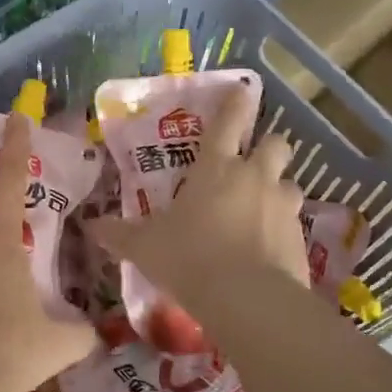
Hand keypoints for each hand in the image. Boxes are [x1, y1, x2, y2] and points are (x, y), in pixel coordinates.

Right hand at [90, 83, 307, 297]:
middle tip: (251, 163)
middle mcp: (254, 177)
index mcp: (215, 168)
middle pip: (275, 144)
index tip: (243, 91)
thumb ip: (120, 234)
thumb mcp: (145, 247)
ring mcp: (282, 206)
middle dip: (267, 147)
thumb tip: (91, 226)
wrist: (247, 300)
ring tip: (260, 209)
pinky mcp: (300, 238)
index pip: (228, 122)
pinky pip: (293, 222)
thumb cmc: (189, 258)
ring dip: (276, 190)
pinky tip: (267, 247)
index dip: (235, 104)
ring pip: (288, 183)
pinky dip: (282, 228)